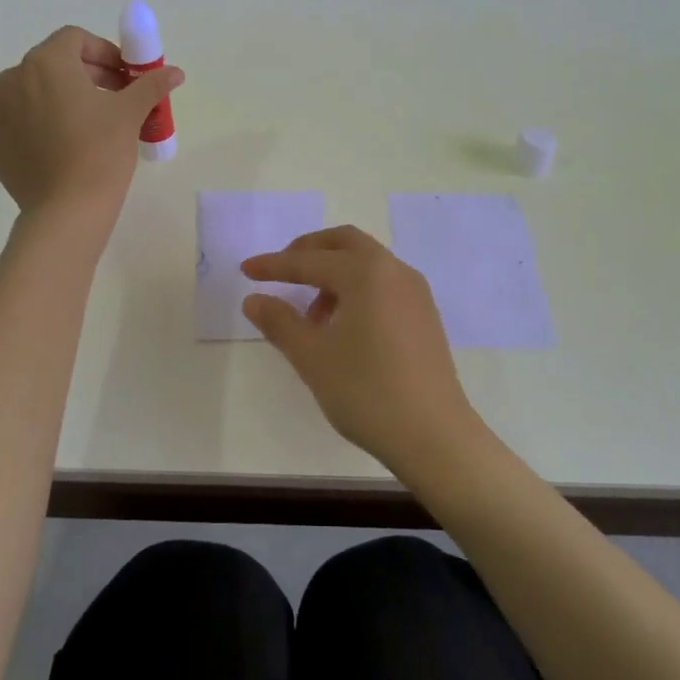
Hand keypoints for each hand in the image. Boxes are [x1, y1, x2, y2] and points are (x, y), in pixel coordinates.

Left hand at [0, 26, 183, 229]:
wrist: (68, 208)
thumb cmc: (102, 152)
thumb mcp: (131, 114)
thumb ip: (151, 85)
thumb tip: (176, 72)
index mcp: (49, 61)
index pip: (76, 40)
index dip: (103, 52)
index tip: (124, 77)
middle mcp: (16, 74)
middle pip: (51, 59)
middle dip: (84, 71)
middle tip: (111, 97)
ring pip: (22, 82)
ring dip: (49, 89)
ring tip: (75, 115)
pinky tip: (13, 113)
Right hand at [240, 226, 484, 476]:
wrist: (434, 436)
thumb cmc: (367, 392)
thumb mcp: (313, 357)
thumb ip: (280, 322)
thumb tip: (254, 299)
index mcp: (366, 273)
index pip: (309, 261)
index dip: (274, 266)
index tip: (246, 270)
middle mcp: (394, 271)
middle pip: (345, 243)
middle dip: (309, 251)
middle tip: (282, 271)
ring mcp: (415, 292)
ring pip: (367, 263)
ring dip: (334, 273)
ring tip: (311, 315)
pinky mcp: (425, 315)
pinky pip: (384, 283)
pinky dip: (357, 288)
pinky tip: (343, 326)